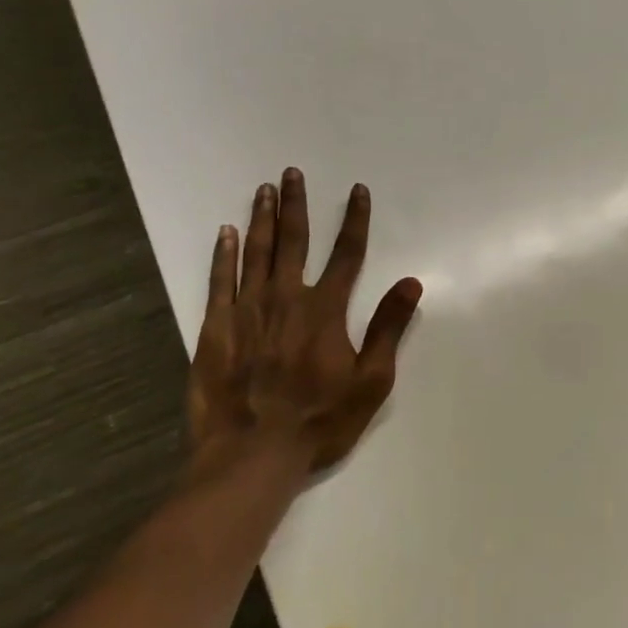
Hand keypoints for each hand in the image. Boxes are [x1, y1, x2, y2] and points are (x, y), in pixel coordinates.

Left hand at [185, 168, 421, 487]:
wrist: (252, 454)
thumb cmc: (319, 420)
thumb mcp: (370, 381)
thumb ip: (388, 328)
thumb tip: (412, 282)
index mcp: (326, 310)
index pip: (347, 253)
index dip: (355, 220)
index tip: (357, 191)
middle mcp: (287, 298)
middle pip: (294, 241)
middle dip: (296, 204)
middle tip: (291, 173)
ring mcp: (247, 310)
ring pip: (256, 252)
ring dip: (262, 219)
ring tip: (264, 190)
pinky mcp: (216, 328)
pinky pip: (220, 281)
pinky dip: (223, 254)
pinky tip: (225, 233)